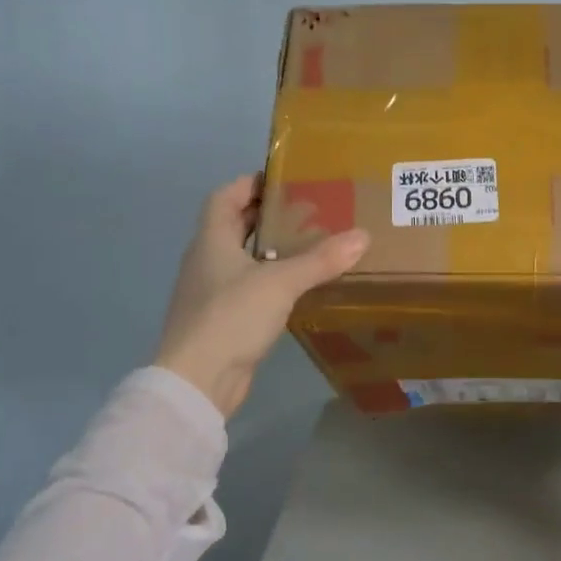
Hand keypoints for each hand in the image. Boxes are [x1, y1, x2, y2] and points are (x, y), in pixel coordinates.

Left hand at [155, 174, 369, 415]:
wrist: (198, 381)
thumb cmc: (231, 316)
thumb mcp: (281, 282)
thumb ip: (321, 259)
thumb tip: (363, 236)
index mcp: (211, 240)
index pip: (224, 197)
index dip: (248, 183)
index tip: (282, 178)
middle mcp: (206, 261)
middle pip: (234, 226)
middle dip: (267, 215)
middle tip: (307, 210)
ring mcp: (211, 293)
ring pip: (242, 258)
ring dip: (270, 249)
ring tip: (310, 244)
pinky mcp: (221, 320)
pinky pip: (248, 288)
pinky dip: (270, 280)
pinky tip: (298, 287)